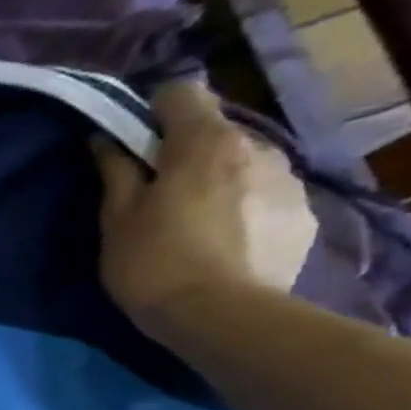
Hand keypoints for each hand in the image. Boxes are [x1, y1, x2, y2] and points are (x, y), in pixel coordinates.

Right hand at [93, 80, 317, 336]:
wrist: (220, 317)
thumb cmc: (153, 262)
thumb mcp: (117, 218)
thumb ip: (115, 170)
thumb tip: (105, 138)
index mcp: (205, 142)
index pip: (181, 92)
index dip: (152, 111)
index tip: (133, 141)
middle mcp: (258, 146)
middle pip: (215, 129)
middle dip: (188, 150)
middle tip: (160, 191)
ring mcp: (289, 180)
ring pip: (245, 162)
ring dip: (221, 178)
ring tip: (197, 220)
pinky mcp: (305, 215)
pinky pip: (267, 195)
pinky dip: (246, 206)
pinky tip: (227, 241)